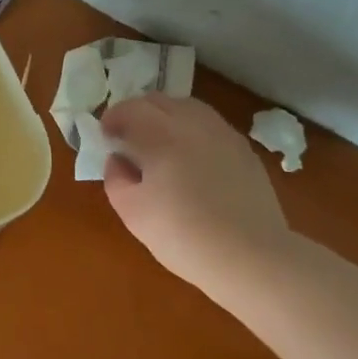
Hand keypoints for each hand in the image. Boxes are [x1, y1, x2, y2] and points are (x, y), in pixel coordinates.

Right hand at [100, 94, 289, 294]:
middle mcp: (193, 123)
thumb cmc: (184, 236)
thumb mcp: (133, 213)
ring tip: (161, 143)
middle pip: (159, 100)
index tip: (105, 136)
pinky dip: (193, 130)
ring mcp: (223, 134)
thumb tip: (118, 159)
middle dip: (138, 112)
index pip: (130, 109)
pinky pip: (211, 126)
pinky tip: (192, 158)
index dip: (112, 118)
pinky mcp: (244, 150)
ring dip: (167, 117)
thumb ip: (116, 178)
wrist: (252, 258)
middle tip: (129, 137)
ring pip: (188, 107)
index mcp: (161, 135)